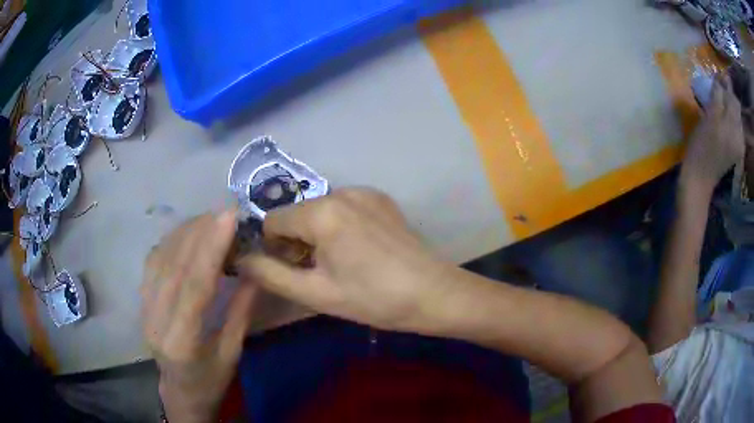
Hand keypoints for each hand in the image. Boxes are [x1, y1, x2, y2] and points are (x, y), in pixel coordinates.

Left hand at [141, 211, 256, 422]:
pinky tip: (188, 233)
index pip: (194, 286)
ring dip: (186, 231)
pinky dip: (171, 240)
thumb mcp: (232, 353)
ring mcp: (143, 308)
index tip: (228, 216)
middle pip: (174, 265)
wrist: (178, 390)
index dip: (210, 248)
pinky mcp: (140, 300)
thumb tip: (256, 269)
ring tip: (210, 218)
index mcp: (182, 341)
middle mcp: (156, 320)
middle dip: (199, 231)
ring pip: (160, 257)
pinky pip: (153, 261)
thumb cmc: (210, 380)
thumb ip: (241, 311)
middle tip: (225, 210)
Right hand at [238, 188, 455, 332]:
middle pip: (297, 213)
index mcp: (322, 212)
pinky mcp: (381, 198)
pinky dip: (339, 225)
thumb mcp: (316, 293)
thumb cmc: (373, 299)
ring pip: (320, 210)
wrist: (433, 293)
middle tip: (318, 272)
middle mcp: (341, 191)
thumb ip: (270, 275)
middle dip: (296, 241)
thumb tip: (241, 260)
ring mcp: (365, 192)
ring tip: (341, 263)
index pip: (272, 220)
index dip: (274, 248)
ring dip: (317, 233)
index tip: (293, 270)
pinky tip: (361, 250)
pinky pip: (344, 207)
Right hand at [682, 75, 745, 193]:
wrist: (700, 178)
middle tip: (718, 88)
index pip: (732, 97)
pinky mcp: (736, 151)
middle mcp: (739, 135)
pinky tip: (724, 119)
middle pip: (736, 107)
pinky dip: (731, 119)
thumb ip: (717, 98)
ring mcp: (739, 144)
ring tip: (720, 102)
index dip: (724, 84)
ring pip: (737, 117)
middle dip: (728, 95)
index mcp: (733, 126)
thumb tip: (719, 80)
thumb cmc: (701, 147)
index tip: (716, 76)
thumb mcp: (709, 118)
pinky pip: (736, 128)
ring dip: (729, 106)